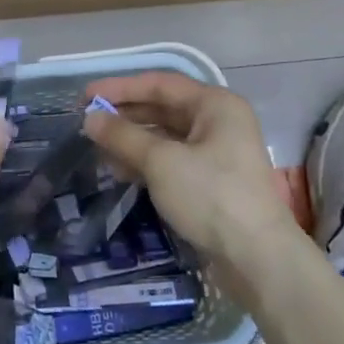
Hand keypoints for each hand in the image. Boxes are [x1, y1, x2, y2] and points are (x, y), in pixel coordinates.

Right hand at [82, 72, 293, 287]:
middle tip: (88, 123)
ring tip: (98, 149)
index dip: (120, 88)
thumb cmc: (211, 196)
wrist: (258, 259)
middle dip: (125, 116)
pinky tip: (120, 171)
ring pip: (166, 137)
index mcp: (215, 105)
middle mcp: (219, 122)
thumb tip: (90, 119)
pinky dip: (146, 162)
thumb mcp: (161, 162)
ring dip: (132, 141)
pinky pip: (172, 160)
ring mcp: (217, 154)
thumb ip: (123, 136)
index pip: (160, 84)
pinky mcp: (212, 182)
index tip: (86, 97)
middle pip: (163, 109)